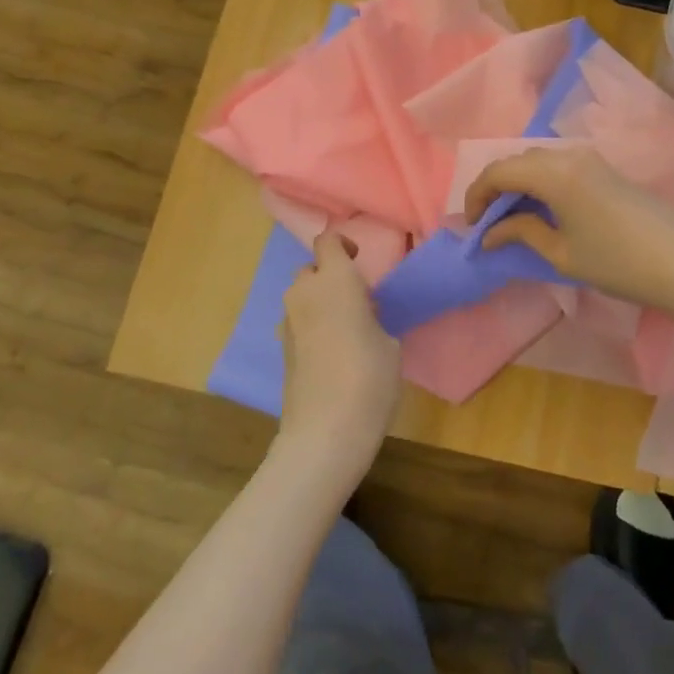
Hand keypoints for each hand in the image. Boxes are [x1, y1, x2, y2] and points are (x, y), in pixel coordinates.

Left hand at [277, 232, 401, 477]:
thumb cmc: (369, 377)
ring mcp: (289, 323)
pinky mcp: (283, 351)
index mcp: (335, 280)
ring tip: (348, 327)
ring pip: (302, 298)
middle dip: (330, 277)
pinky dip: (313, 326)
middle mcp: (305, 294)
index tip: (360, 261)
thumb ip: (374, 318)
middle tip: (358, 299)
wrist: (325, 431)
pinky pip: (299, 323)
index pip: (327, 242)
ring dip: (321, 302)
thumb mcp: (390, 342)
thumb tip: (363, 316)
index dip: (342, 245)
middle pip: (311, 270)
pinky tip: (334, 353)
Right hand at [464, 147, 673, 311]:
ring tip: (513, 218)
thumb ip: (522, 233)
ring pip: (539, 161)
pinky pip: (560, 165)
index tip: (472, 226)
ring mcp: (590, 159)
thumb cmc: (617, 263)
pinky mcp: (605, 168)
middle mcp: (569, 155)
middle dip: (496, 188)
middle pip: (518, 161)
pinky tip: (543, 210)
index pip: (499, 171)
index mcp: (554, 173)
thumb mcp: (562, 253)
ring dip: (519, 183)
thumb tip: (490, 233)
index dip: (477, 195)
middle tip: (489, 223)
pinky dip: (541, 182)